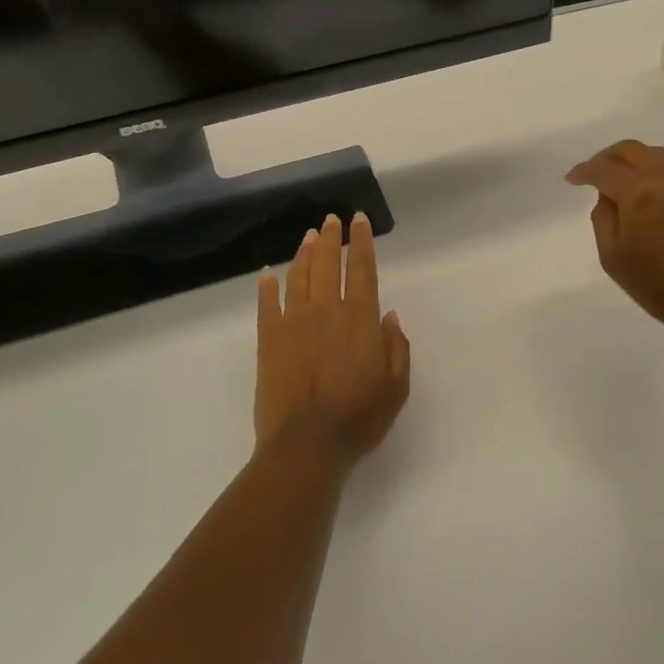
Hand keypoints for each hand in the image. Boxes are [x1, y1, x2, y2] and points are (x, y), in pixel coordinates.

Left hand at [255, 213, 410, 469]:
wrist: (306, 444)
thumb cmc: (358, 417)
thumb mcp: (396, 386)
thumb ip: (396, 346)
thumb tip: (389, 315)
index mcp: (359, 318)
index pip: (361, 269)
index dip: (361, 242)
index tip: (359, 221)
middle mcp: (325, 310)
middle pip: (327, 263)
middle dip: (331, 238)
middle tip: (331, 219)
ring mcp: (293, 323)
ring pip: (298, 277)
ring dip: (304, 253)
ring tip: (309, 236)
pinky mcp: (268, 340)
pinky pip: (266, 305)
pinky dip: (267, 286)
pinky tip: (267, 274)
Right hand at [566, 141, 663, 341]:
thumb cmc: (658, 286)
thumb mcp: (612, 256)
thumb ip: (602, 216)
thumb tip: (607, 194)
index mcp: (640, 192)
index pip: (604, 168)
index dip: (584, 171)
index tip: (572, 179)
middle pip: (631, 150)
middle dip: (607, 158)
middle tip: (595, 173)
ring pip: (658, 154)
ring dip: (636, 162)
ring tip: (626, 181)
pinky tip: (659, 186)